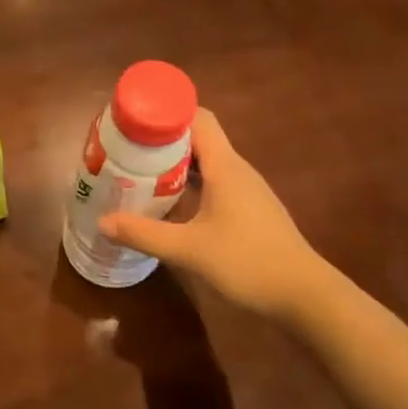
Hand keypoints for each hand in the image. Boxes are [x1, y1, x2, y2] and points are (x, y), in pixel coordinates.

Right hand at [97, 109, 333, 322]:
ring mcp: (246, 190)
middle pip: (198, 138)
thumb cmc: (248, 262)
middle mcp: (237, 170)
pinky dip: (191, 184)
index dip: (167, 113)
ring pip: (206, 162)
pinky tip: (171, 204)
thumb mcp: (189, 249)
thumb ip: (144, 234)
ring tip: (141, 173)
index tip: (136, 121)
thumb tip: (103, 222)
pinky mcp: (249, 210)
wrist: (305, 295)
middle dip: (163, 140)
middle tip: (128, 150)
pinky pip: (215, 182)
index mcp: (225, 166)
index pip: (197, 118)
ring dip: (176, 164)